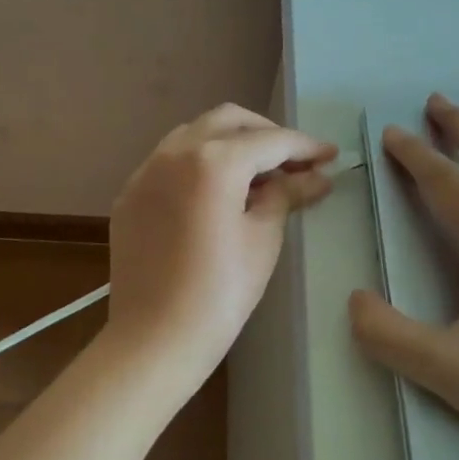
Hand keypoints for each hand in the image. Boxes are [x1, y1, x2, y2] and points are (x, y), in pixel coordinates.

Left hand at [106, 104, 336, 389]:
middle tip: (293, 161)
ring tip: (257, 175)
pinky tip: (215, 192)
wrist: (154, 339)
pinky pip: (168, 161)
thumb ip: (286, 195)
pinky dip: (198, 163)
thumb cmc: (220, 293)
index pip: (269, 141)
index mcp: (212, 161)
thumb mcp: (263, 239)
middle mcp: (173, 152)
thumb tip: (314, 176)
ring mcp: (145, 172)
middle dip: (265, 133)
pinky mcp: (129, 195)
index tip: (329, 155)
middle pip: (228, 121)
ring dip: (229, 142)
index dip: (304, 146)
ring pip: (193, 134)